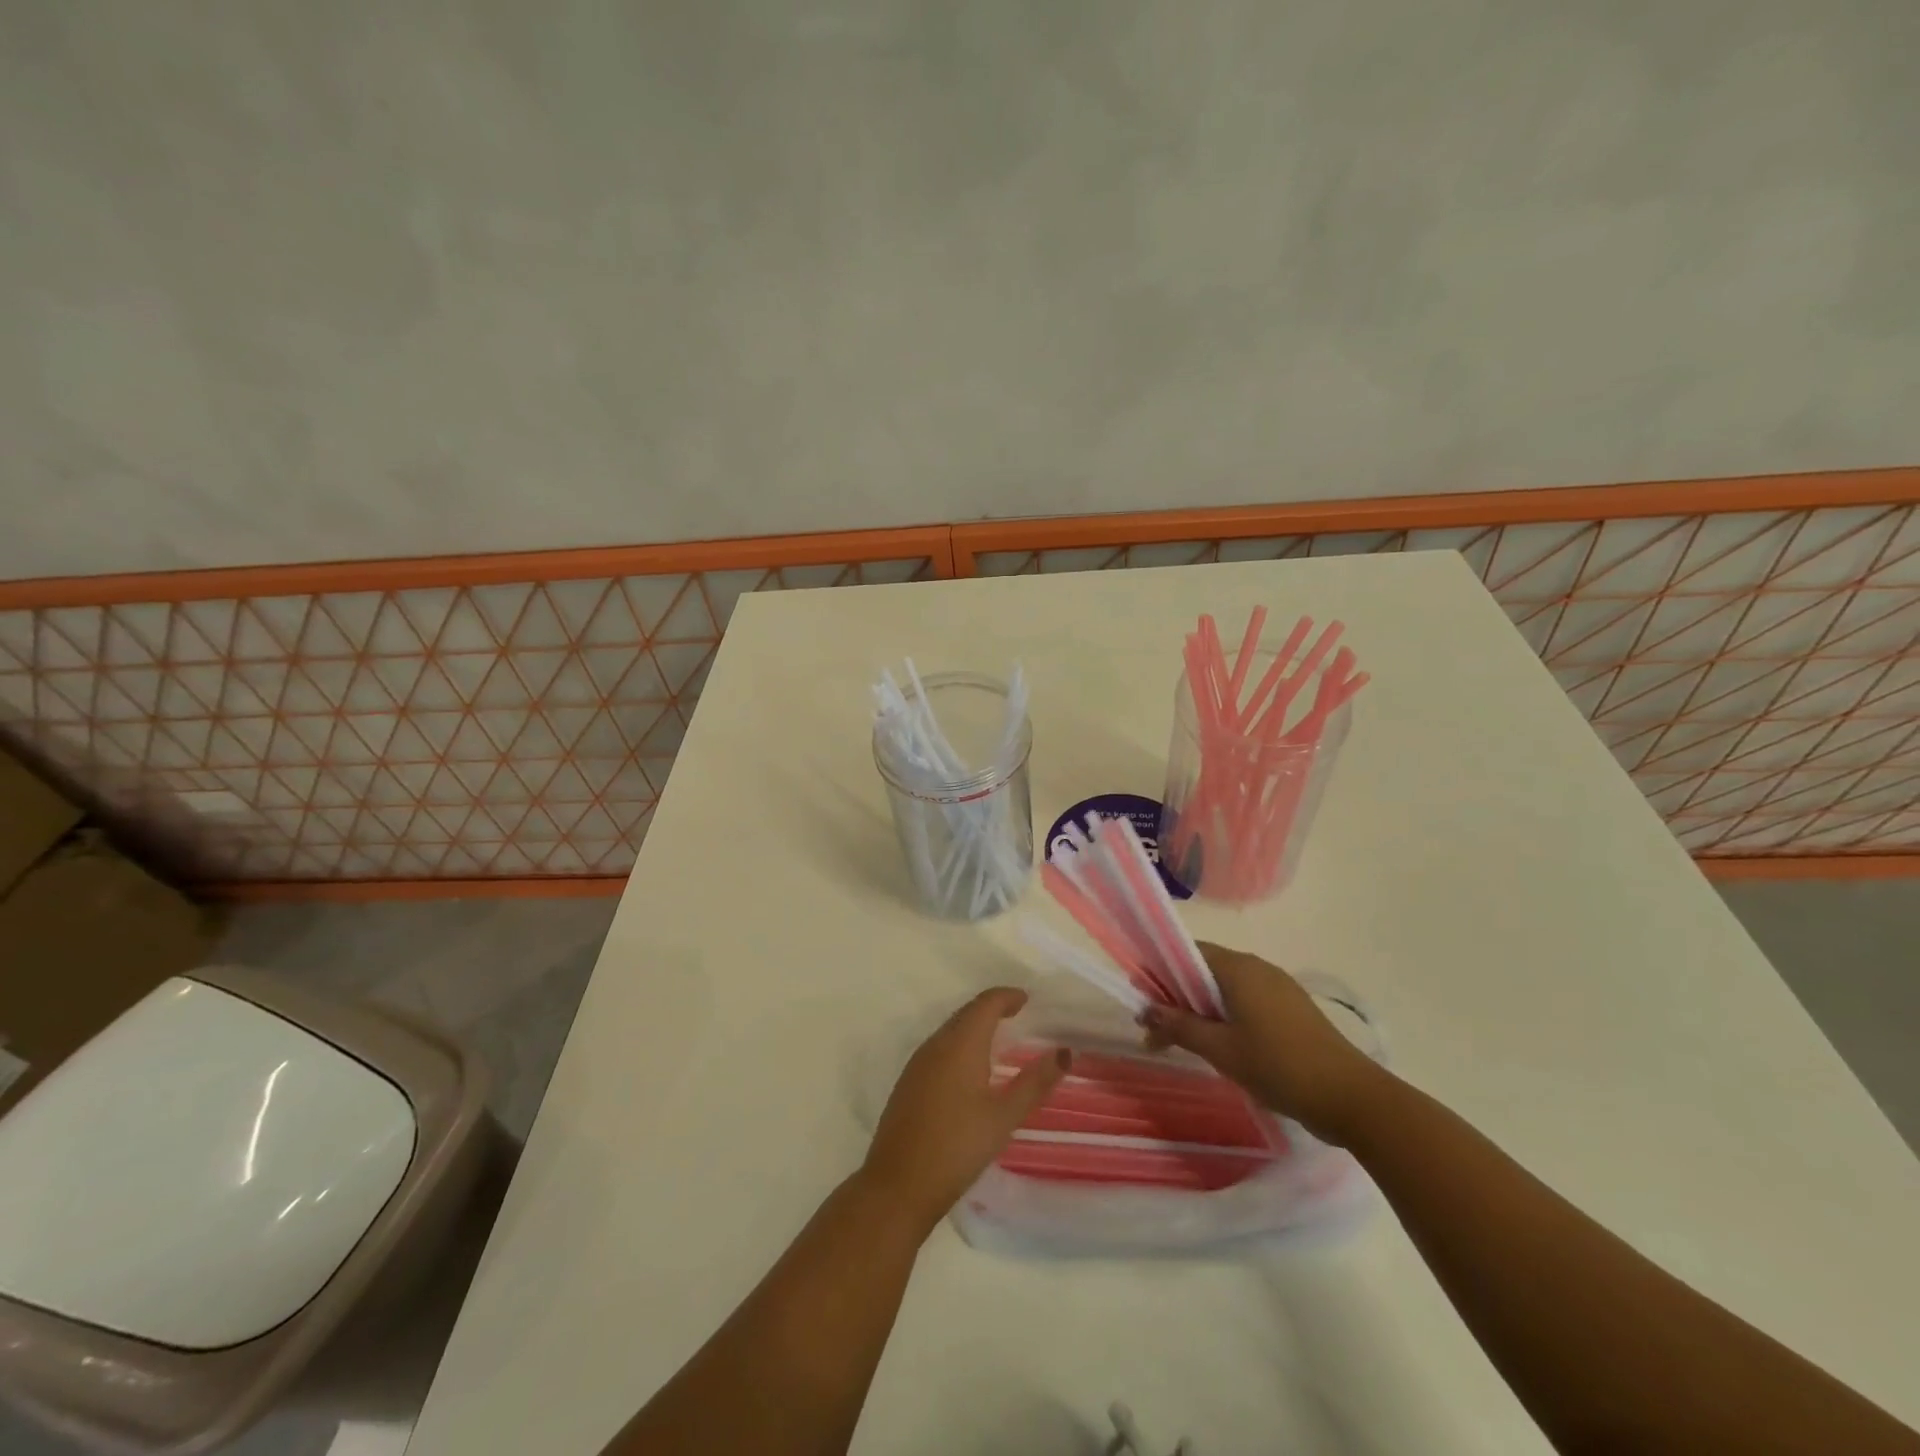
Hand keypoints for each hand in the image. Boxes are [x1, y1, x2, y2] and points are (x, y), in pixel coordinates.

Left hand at [862, 987, 1068, 1231]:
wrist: (898, 1185)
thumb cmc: (957, 1147)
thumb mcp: (1003, 1117)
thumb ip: (1034, 1083)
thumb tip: (1064, 1052)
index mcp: (960, 1044)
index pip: (985, 1004)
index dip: (1006, 996)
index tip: (1027, 999)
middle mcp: (936, 1044)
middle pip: (966, 1013)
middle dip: (991, 1008)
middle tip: (1017, 1013)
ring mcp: (917, 1063)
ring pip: (950, 1030)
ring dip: (974, 1026)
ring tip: (998, 1038)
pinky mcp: (908, 1083)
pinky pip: (938, 1048)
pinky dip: (959, 1044)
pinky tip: (969, 1068)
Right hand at [1141, 942, 1385, 1144]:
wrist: (1352, 1098)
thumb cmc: (1279, 1066)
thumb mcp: (1221, 1049)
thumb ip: (1180, 1025)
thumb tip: (1145, 1007)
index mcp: (1238, 968)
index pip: (1187, 952)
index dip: (1160, 971)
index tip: (1142, 999)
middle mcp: (1258, 968)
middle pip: (1205, 970)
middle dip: (1177, 996)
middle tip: (1156, 1030)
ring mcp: (1278, 988)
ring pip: (1226, 988)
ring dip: (1200, 1010)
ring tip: (1184, 1043)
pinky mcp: (1292, 1009)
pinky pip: (1246, 1001)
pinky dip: (1225, 1017)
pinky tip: (1221, 1047)